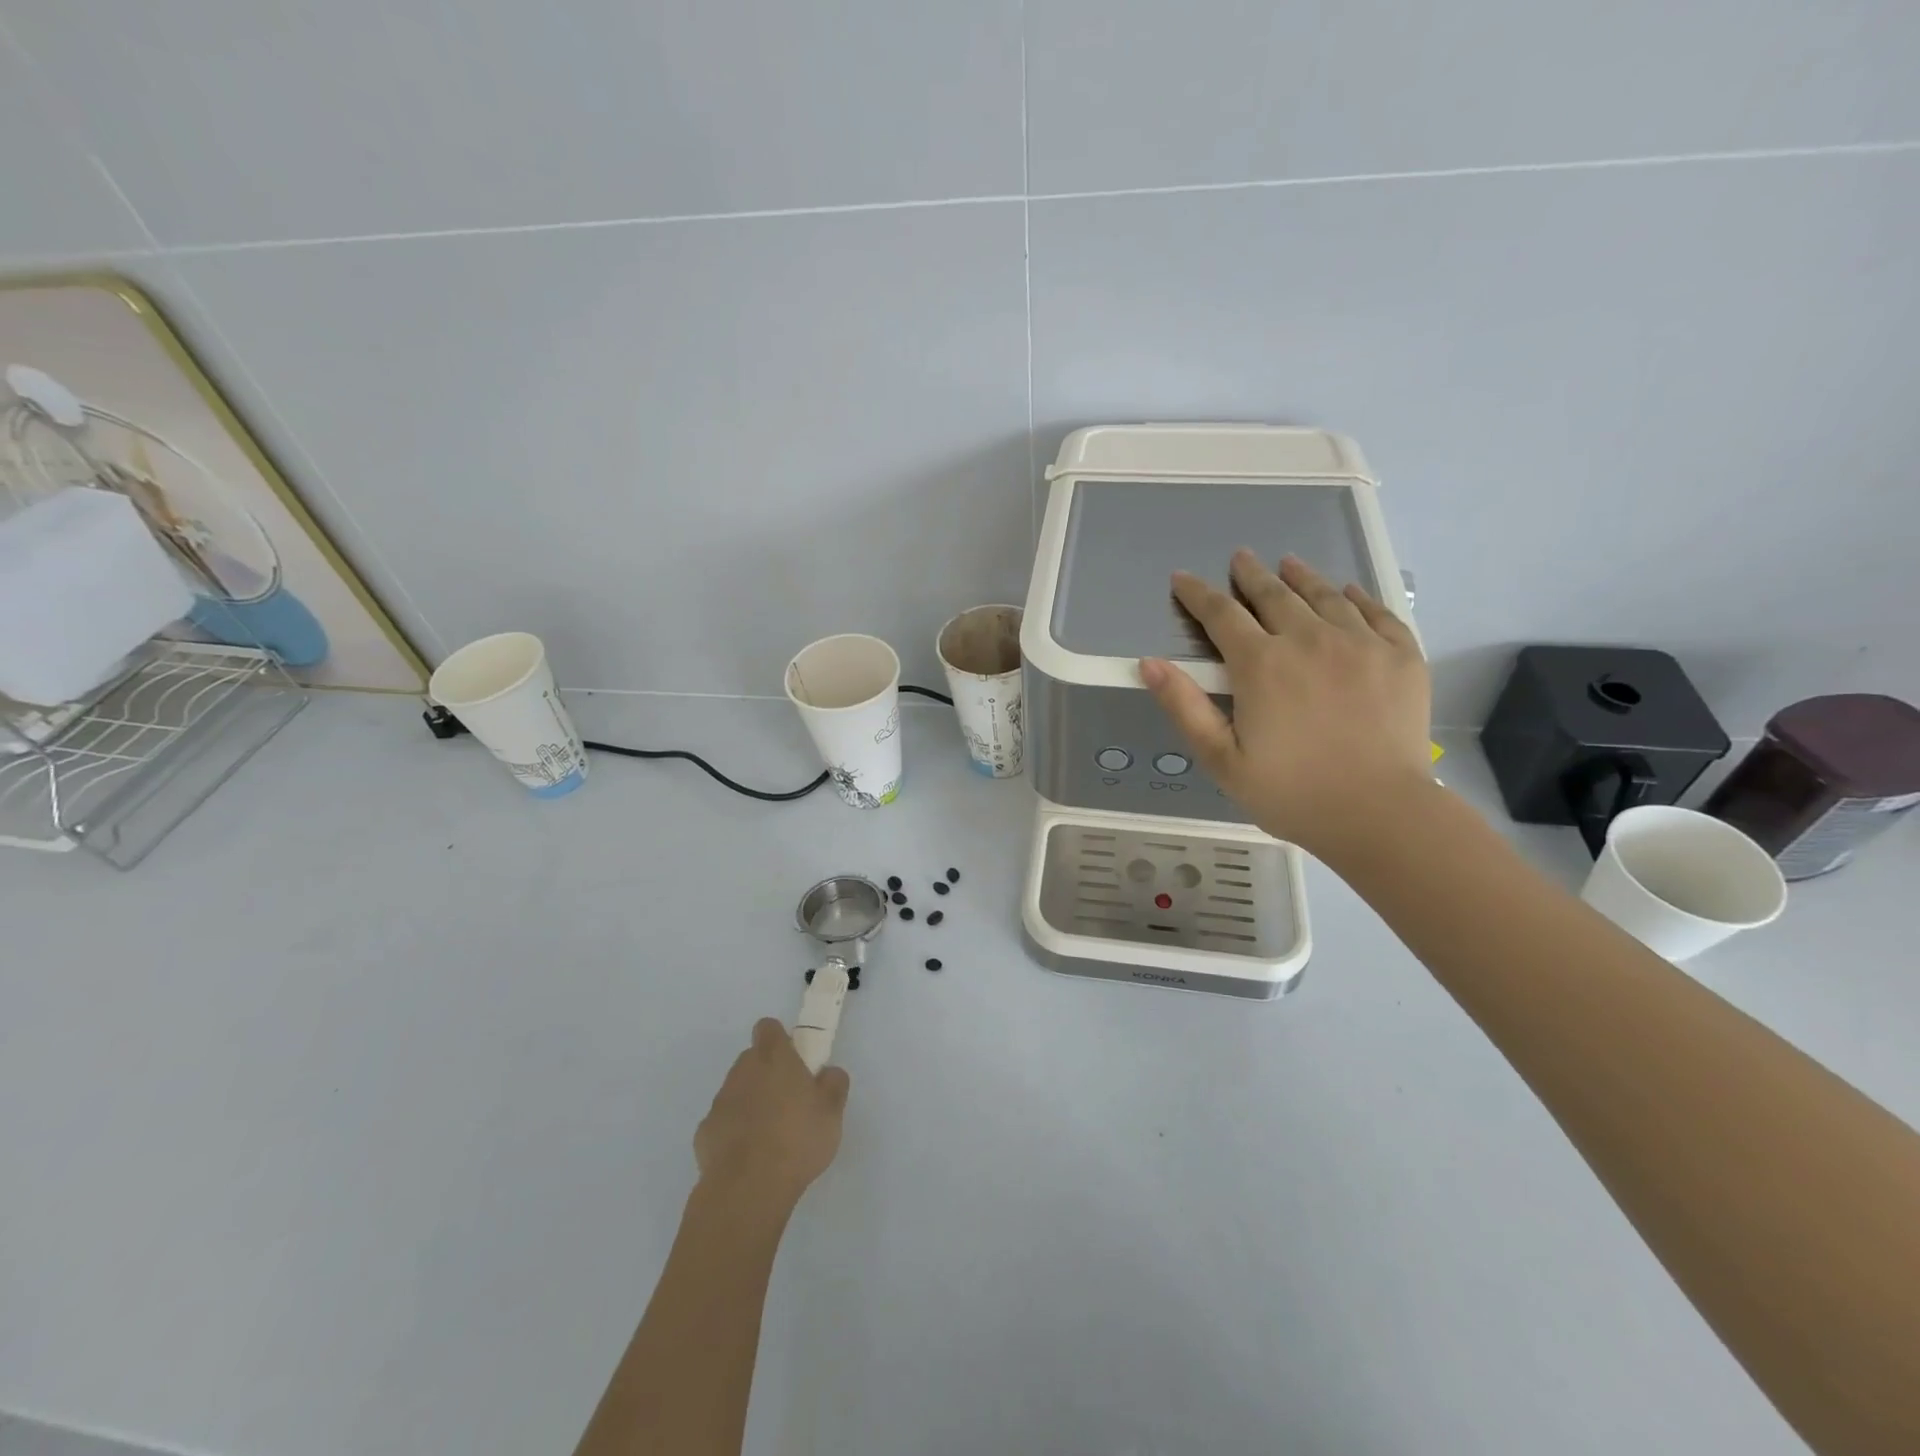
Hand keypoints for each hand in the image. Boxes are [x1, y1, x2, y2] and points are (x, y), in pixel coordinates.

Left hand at [694, 1019, 849, 1210]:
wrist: (748, 1188)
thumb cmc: (797, 1139)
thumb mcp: (832, 1111)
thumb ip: (834, 1083)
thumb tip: (829, 1072)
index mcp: (774, 1058)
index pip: (769, 1028)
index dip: (780, 1039)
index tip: (794, 1059)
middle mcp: (742, 1071)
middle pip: (751, 1059)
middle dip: (767, 1072)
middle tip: (789, 1100)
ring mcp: (720, 1102)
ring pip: (736, 1091)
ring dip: (750, 1102)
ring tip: (771, 1135)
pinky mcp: (704, 1133)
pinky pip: (723, 1122)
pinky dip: (734, 1132)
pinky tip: (749, 1157)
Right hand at [1140, 550, 1432, 858]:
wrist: (1381, 813)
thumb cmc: (1291, 792)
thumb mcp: (1221, 758)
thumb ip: (1184, 706)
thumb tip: (1149, 663)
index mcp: (1261, 665)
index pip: (1221, 615)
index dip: (1198, 594)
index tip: (1183, 578)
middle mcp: (1310, 640)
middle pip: (1275, 595)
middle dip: (1251, 575)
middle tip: (1241, 558)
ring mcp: (1361, 644)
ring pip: (1325, 596)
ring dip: (1301, 577)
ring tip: (1288, 564)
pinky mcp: (1401, 656)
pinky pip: (1377, 611)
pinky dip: (1357, 597)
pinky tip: (1347, 592)